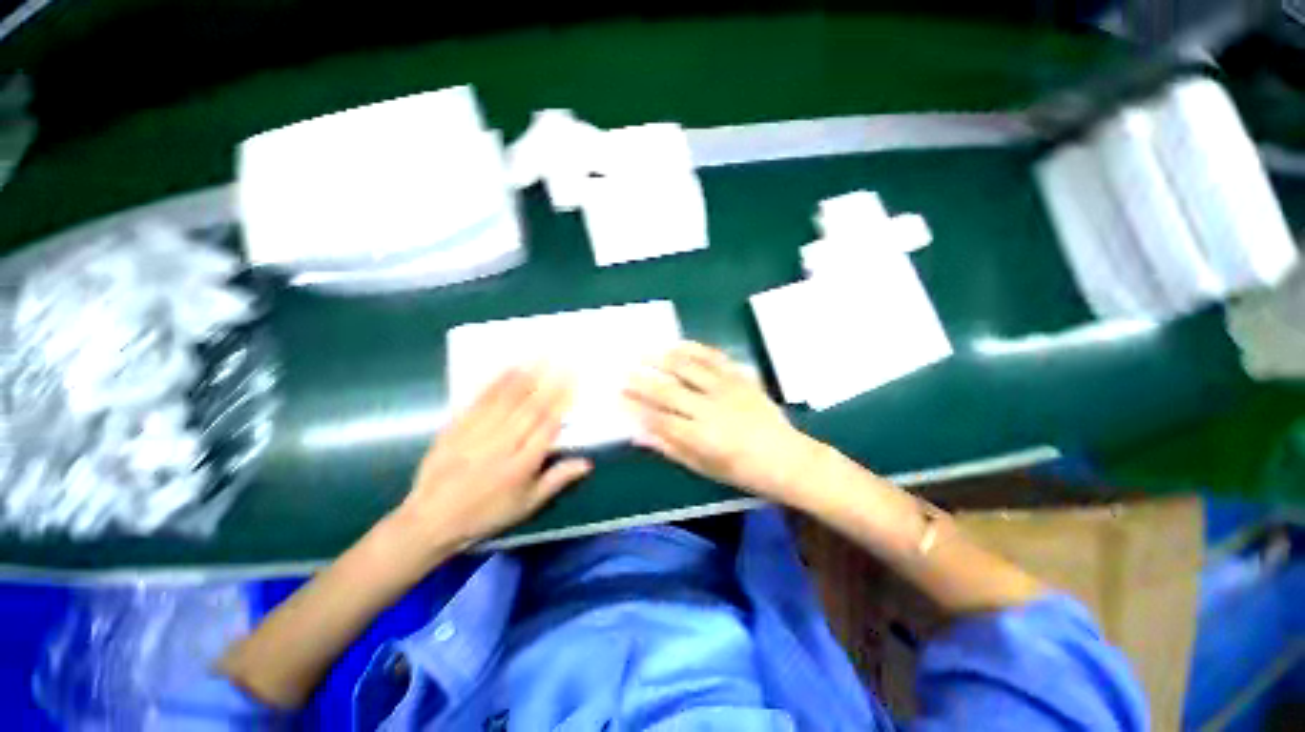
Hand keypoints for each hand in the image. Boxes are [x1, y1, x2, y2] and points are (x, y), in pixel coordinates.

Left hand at [394, 367, 591, 558]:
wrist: (431, 520)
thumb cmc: (486, 514)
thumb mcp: (526, 505)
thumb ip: (556, 480)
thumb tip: (587, 462)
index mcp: (521, 465)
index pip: (547, 426)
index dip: (562, 402)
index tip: (573, 383)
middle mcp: (502, 445)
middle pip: (530, 408)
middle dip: (549, 382)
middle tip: (563, 360)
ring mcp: (477, 434)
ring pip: (507, 400)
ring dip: (526, 376)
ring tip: (541, 357)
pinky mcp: (457, 427)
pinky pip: (479, 401)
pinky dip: (495, 383)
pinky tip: (508, 369)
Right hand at [623, 342, 821, 505]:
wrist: (787, 457)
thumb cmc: (743, 471)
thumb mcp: (704, 468)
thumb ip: (671, 448)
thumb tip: (639, 434)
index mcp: (701, 438)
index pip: (658, 419)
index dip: (635, 407)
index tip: (618, 397)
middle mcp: (711, 409)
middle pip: (668, 391)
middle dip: (641, 381)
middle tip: (622, 371)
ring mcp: (727, 389)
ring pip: (687, 368)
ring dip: (662, 359)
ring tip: (642, 352)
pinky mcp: (740, 377)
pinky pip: (714, 357)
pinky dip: (693, 349)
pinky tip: (677, 344)